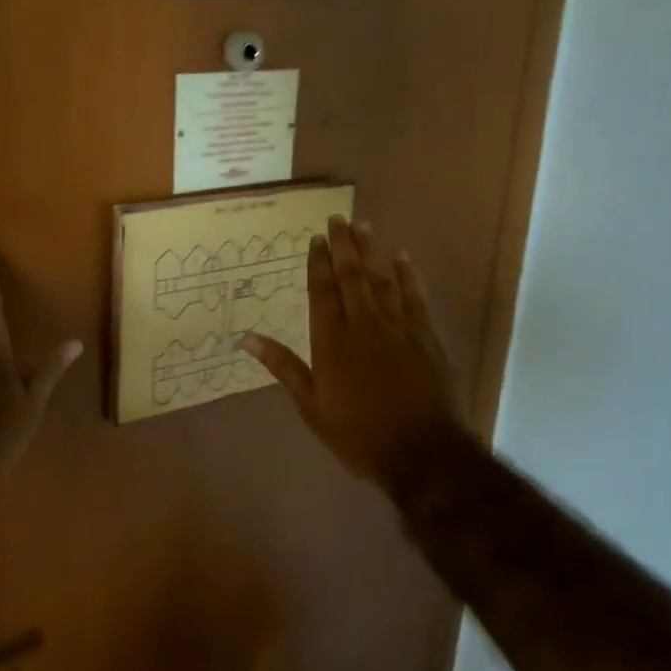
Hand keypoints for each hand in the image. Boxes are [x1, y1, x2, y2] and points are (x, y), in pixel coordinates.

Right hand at [241, 215, 466, 490]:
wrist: (421, 452)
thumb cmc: (358, 433)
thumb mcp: (310, 405)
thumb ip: (282, 366)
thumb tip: (245, 338)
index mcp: (331, 341)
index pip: (321, 291)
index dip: (318, 263)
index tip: (316, 238)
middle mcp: (362, 324)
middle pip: (351, 276)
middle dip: (344, 246)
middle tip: (338, 218)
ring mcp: (397, 328)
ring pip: (382, 279)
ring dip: (371, 252)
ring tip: (363, 226)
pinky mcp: (425, 337)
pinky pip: (415, 297)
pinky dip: (409, 275)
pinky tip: (403, 257)